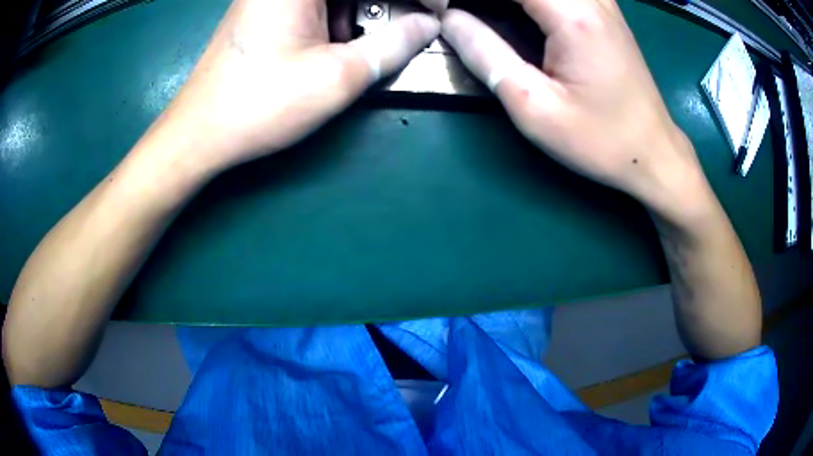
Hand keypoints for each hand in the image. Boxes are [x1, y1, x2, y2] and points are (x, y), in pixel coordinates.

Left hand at [153, 0, 443, 175]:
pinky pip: (315, 4)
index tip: (438, 9)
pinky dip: (340, 16)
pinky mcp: (266, 10)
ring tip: (380, 36)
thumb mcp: (337, 76)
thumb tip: (428, 25)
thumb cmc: (261, 104)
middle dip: (387, 3)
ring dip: (364, 10)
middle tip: (413, 22)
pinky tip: (344, 39)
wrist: (199, 133)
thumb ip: (392, 45)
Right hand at [441, 0, 712, 221]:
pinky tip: (515, 12)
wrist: (652, 152)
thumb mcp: (534, 107)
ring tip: (481, 13)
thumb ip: (487, 54)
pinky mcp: (603, 8)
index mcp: (572, 14)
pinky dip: (528, 0)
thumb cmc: (599, 140)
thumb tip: (449, 19)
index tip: (437, 5)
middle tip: (456, 11)